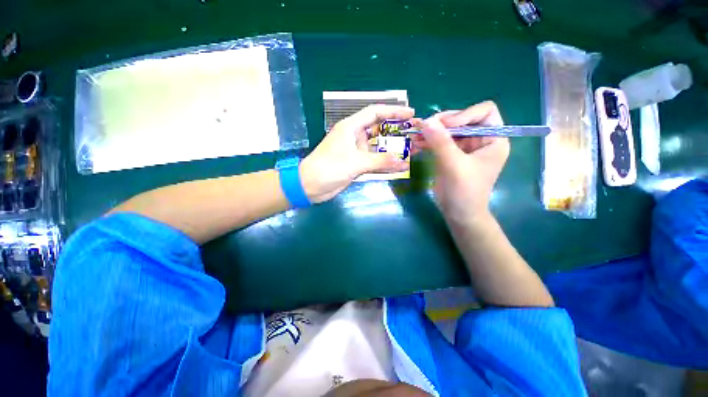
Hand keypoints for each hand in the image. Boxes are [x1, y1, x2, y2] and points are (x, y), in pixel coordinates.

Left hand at [300, 105, 413, 202]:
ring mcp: (355, 151)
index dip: (393, 111)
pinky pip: (374, 161)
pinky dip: (385, 163)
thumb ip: (380, 162)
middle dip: (396, 131)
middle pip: (378, 129)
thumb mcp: (355, 163)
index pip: (374, 113)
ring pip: (377, 147)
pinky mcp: (356, 164)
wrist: (310, 186)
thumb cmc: (329, 168)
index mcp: (351, 128)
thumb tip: (403, 162)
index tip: (410, 114)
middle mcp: (354, 137)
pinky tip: (399, 166)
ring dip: (392, 149)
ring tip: (411, 150)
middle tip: (414, 134)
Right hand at [412, 101, 508, 224]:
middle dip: (442, 122)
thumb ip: (441, 142)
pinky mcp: (450, 155)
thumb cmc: (465, 192)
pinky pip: (439, 142)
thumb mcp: (454, 165)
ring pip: (448, 130)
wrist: (458, 214)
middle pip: (462, 119)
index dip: (464, 114)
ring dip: (431, 131)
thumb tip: (426, 121)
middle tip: (423, 127)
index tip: (444, 126)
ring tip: (415, 133)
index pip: (484, 111)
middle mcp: (480, 140)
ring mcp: (464, 147)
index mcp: (493, 139)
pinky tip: (416, 143)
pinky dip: (428, 141)